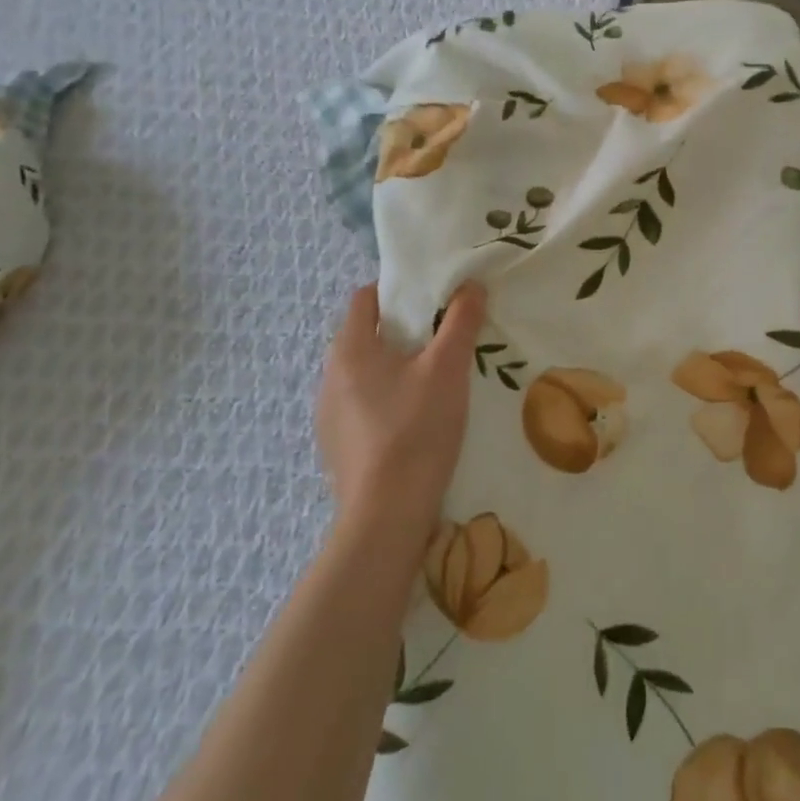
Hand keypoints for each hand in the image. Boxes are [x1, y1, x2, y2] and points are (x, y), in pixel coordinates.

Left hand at [316, 281, 486, 535]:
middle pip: (366, 335)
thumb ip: (461, 321)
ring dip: (394, 369)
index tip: (432, 300)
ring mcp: (328, 414)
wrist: (387, 515)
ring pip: (365, 374)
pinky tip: (414, 422)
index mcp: (349, 349)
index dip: (398, 291)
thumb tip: (471, 285)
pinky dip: (386, 402)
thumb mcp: (447, 369)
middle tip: (443, 340)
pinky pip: (363, 407)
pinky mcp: (336, 446)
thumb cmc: (416, 429)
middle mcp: (329, 376)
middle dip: (403, 332)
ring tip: (433, 383)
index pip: (366, 298)